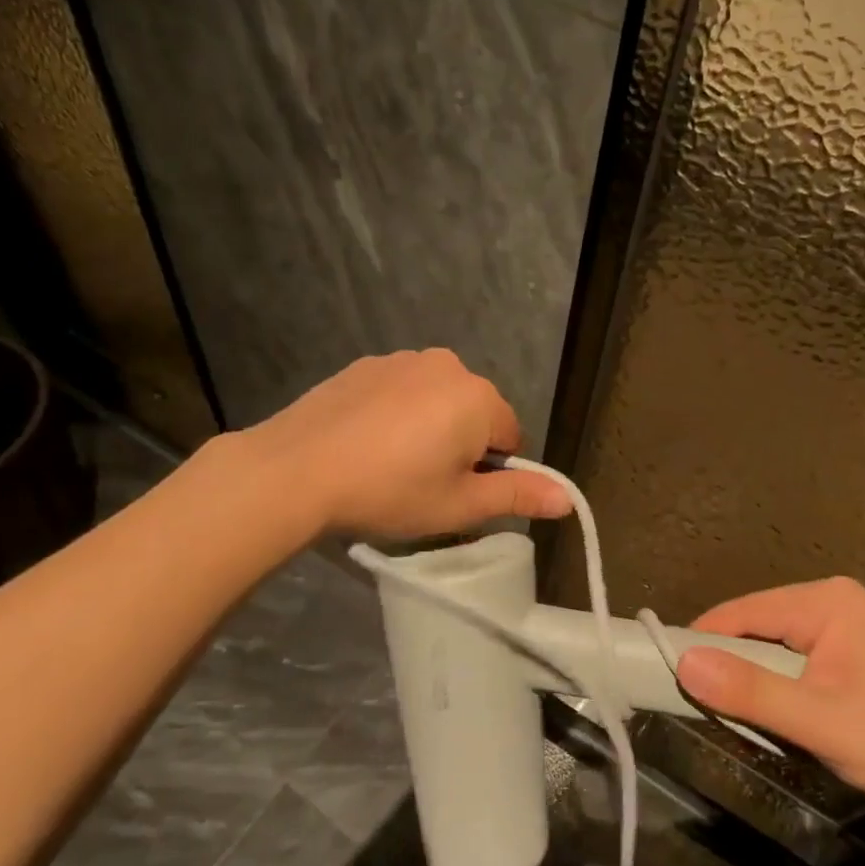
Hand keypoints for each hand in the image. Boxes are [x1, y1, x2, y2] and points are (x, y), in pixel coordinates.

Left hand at [246, 349, 570, 538]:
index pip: (511, 438)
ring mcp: (403, 360)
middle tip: (423, 482)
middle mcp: (449, 366)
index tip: (455, 493)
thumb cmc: (390, 491)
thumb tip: (568, 499)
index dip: (490, 472)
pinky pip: (402, 390)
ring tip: (391, 463)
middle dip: (461, 445)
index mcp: (479, 398)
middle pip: (475, 413)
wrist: (297, 469)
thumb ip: (518, 496)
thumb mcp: (460, 505)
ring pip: (437, 400)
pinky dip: (396, 413)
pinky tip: (366, 442)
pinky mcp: (366, 364)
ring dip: (429, 426)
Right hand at [676, 577, 864, 826]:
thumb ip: (751, 692)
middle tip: (706, 708)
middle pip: (757, 625)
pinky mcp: (858, 650)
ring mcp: (850, 623)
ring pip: (776, 645)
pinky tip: (783, 713)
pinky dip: (782, 683)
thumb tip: (684, 662)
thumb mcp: (821, 722)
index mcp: (826, 600)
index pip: (741, 611)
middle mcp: (835, 599)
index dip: (702, 642)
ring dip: (757, 678)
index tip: (667, 676)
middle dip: (731, 664)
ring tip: (742, 716)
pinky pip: (799, 657)